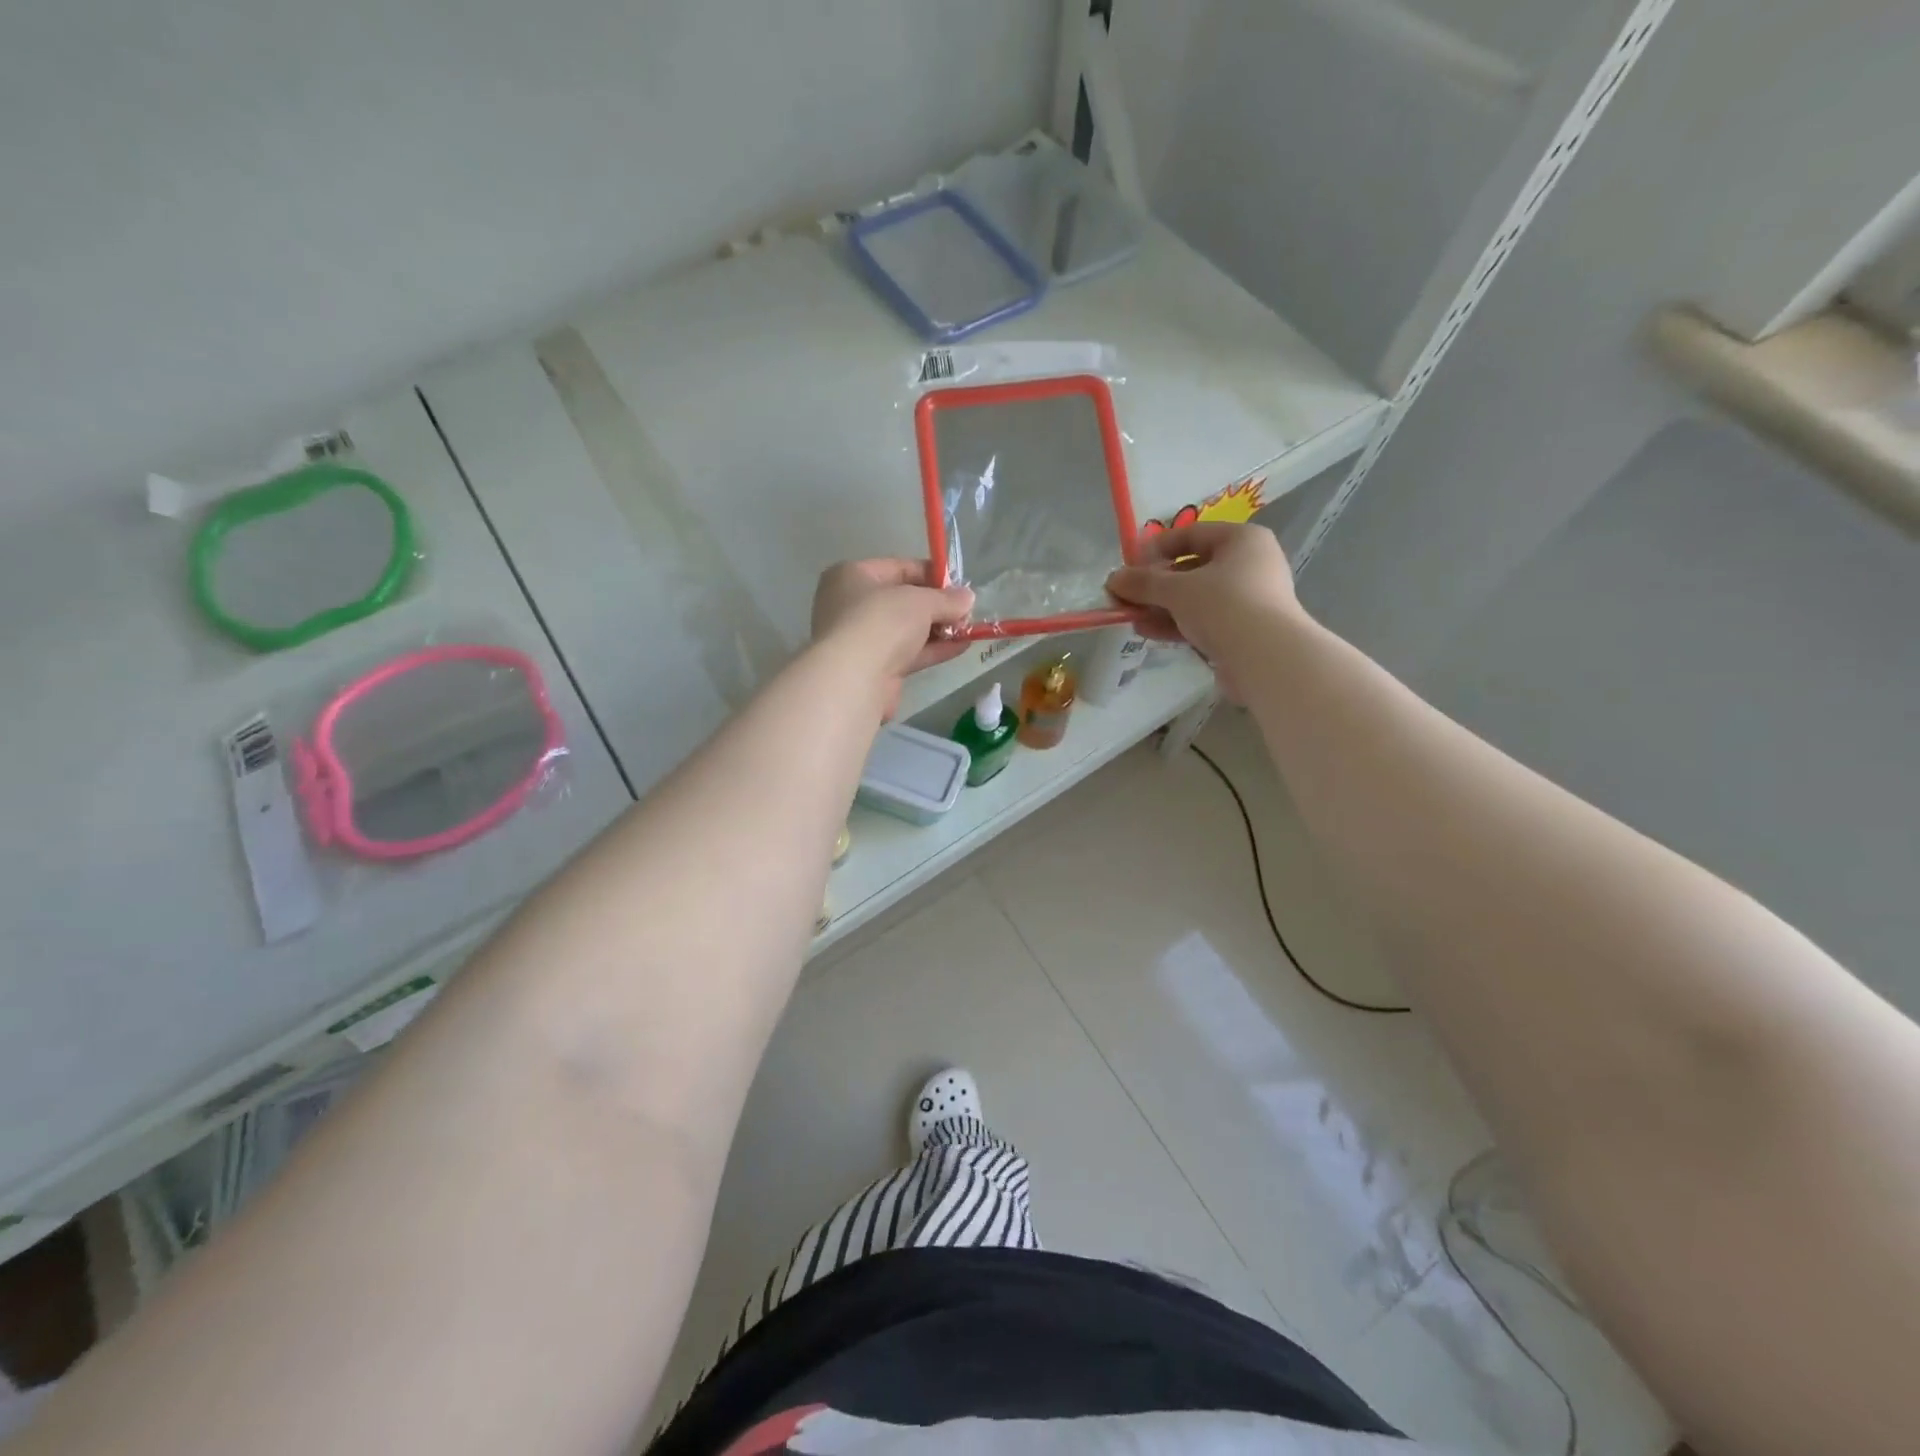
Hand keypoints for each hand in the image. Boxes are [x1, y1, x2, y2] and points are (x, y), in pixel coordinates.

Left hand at [811, 559, 973, 716]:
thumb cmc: (881, 622)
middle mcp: (852, 605)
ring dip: (939, 628)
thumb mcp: (920, 601)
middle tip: (967, 610)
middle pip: (903, 600)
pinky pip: (909, 652)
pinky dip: (933, 649)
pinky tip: (961, 646)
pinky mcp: (875, 668)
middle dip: (937, 605)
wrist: (854, 679)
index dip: (931, 574)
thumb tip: (968, 598)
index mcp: (852, 576)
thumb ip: (946, 598)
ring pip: (907, 629)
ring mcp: (863, 639)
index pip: (899, 568)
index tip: (959, 585)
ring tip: (970, 628)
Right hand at [1106, 524, 1301, 687]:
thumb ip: (1143, 582)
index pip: (1192, 533)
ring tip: (1130, 617)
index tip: (1129, 564)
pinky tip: (1148, 632)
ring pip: (1196, 598)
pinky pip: (1204, 621)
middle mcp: (1250, 564)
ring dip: (1161, 607)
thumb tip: (1113, 579)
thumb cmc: (1224, 605)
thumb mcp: (1177, 589)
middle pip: (1192, 568)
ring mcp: (1249, 600)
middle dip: (1155, 584)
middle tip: (1125, 596)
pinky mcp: (1243, 631)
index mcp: (1242, 540)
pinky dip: (1176, 624)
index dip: (1157, 547)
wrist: (1266, 658)